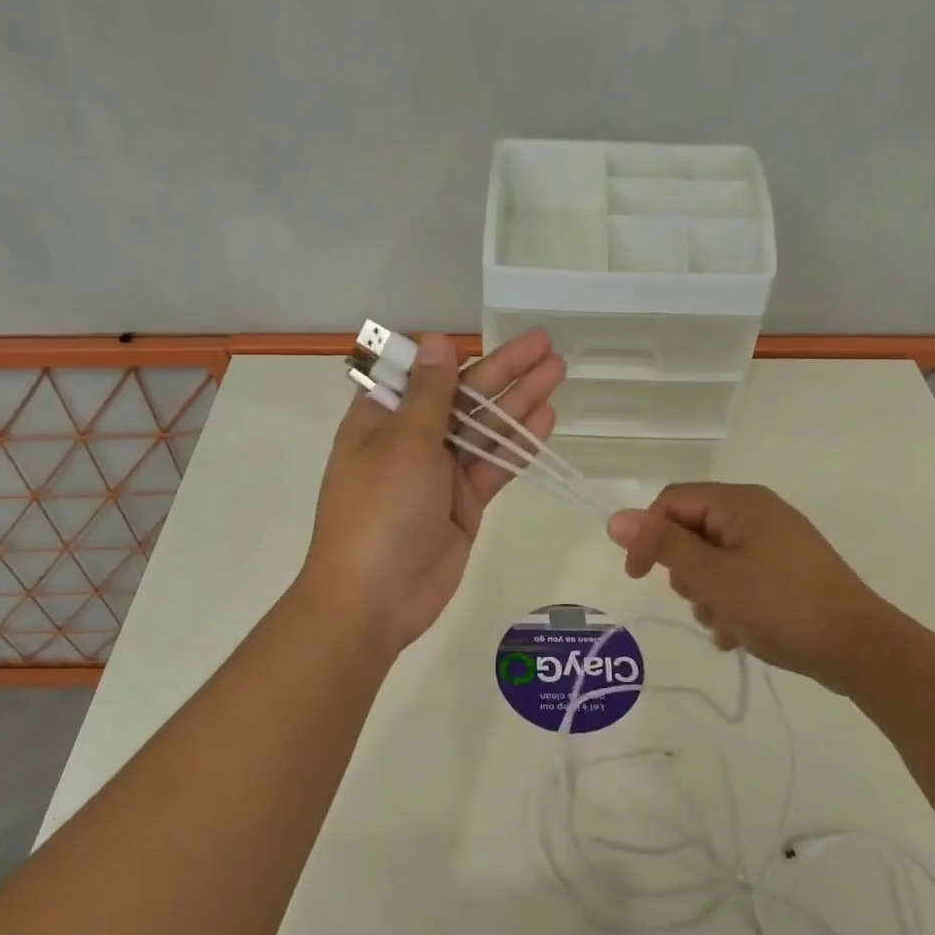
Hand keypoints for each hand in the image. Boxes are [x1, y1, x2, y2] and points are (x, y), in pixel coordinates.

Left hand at [302, 330, 564, 649]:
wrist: (376, 597)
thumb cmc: (380, 510)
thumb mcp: (403, 443)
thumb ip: (429, 393)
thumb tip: (435, 340)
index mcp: (381, 419)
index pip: (420, 374)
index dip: (454, 354)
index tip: (488, 337)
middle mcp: (410, 441)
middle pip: (462, 397)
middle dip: (503, 371)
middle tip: (547, 344)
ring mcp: (439, 475)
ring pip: (484, 430)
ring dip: (519, 402)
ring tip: (558, 371)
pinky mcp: (463, 505)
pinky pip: (494, 467)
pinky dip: (519, 446)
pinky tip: (547, 419)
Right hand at [607, 483, 885, 692]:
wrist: (859, 648)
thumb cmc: (780, 605)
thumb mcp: (713, 577)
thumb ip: (663, 546)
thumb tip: (616, 519)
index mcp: (740, 503)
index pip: (672, 502)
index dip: (647, 535)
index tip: (637, 578)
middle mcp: (758, 514)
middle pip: (693, 532)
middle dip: (686, 573)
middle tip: (700, 601)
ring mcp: (776, 544)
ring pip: (714, 561)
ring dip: (708, 596)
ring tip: (726, 625)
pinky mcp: (787, 573)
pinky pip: (741, 579)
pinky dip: (731, 604)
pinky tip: (739, 635)